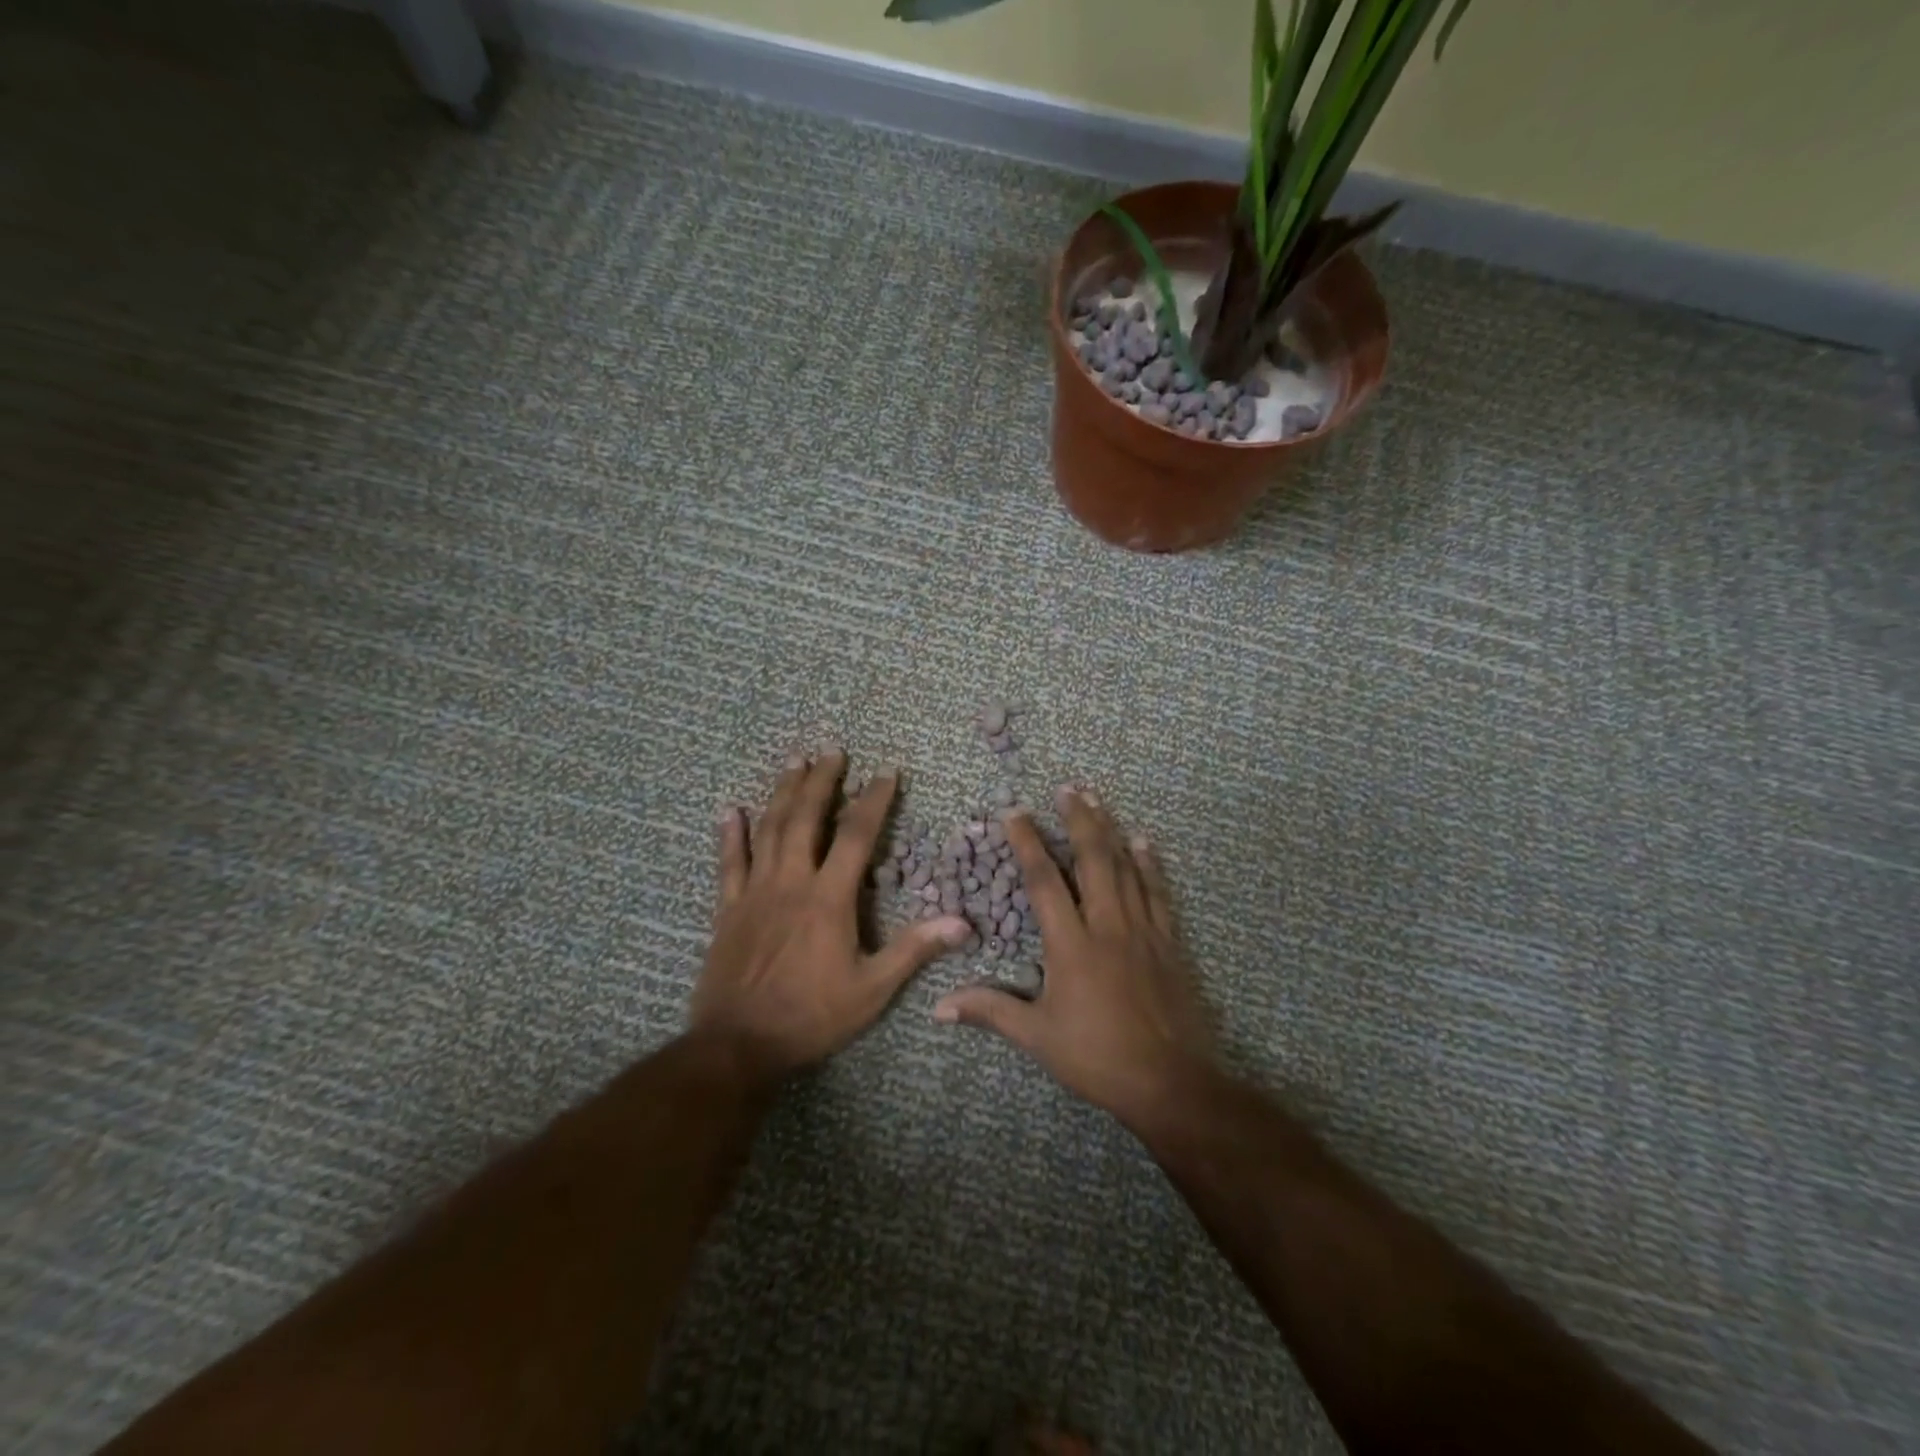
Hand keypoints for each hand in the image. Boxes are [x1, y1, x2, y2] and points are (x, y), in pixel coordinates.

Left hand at [691, 748, 971, 1081]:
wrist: (738, 1045)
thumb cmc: (811, 1016)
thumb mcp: (872, 989)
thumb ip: (914, 950)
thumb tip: (963, 922)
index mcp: (829, 898)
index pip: (856, 836)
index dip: (873, 800)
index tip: (886, 773)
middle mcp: (791, 882)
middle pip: (806, 818)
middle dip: (821, 781)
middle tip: (832, 751)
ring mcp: (755, 892)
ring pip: (769, 830)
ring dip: (782, 793)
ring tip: (794, 762)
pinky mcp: (728, 908)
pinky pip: (729, 863)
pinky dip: (731, 835)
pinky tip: (731, 810)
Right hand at [933, 787, 1216, 1128]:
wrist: (1171, 1081)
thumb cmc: (1097, 1057)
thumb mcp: (1037, 1037)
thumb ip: (990, 1011)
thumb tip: (938, 1007)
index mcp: (1071, 946)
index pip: (1044, 882)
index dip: (1027, 844)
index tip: (1015, 812)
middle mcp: (1107, 926)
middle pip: (1092, 860)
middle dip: (1078, 820)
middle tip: (1068, 788)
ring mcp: (1142, 930)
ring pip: (1126, 868)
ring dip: (1110, 830)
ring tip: (1098, 800)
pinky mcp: (1168, 942)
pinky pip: (1157, 892)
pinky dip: (1149, 864)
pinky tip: (1143, 842)